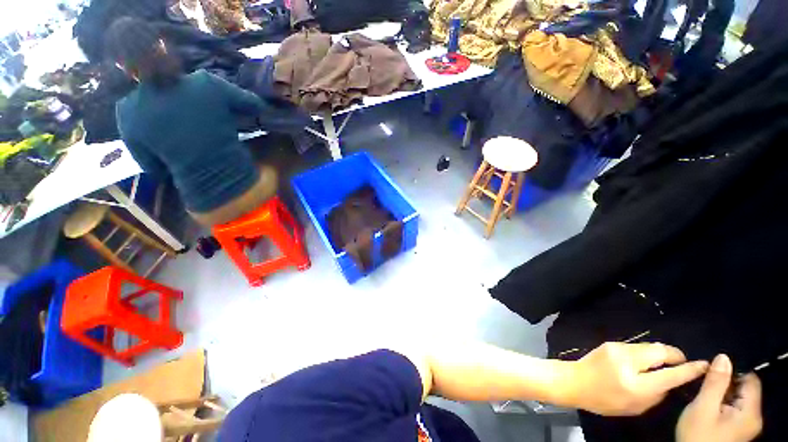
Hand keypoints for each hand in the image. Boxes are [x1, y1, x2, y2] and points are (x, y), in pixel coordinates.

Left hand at [569, 342, 708, 415]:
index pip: (669, 375)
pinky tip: (645, 359)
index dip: (689, 369)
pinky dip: (646, 351)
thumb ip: (656, 395)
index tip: (703, 365)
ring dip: (661, 352)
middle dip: (676, 355)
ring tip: (665, 361)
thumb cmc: (604, 400)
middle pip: (661, 351)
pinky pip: (636, 346)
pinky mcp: (611, 343)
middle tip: (682, 362)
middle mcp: (628, 362)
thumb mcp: (635, 407)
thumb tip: (671, 382)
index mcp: (635, 384)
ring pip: (649, 346)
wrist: (575, 381)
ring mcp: (618, 349)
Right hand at [677, 355, 762, 441]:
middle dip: (725, 383)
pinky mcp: (737, 429)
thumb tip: (723, 357)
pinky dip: (720, 402)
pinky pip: (733, 408)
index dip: (733, 370)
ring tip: (703, 394)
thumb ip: (715, 383)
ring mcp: (745, 425)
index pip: (751, 380)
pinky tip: (707, 405)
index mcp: (750, 412)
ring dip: (721, 393)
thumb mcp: (703, 408)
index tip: (712, 369)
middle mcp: (753, 417)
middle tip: (704, 381)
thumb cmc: (698, 435)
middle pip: (745, 389)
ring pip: (737, 399)